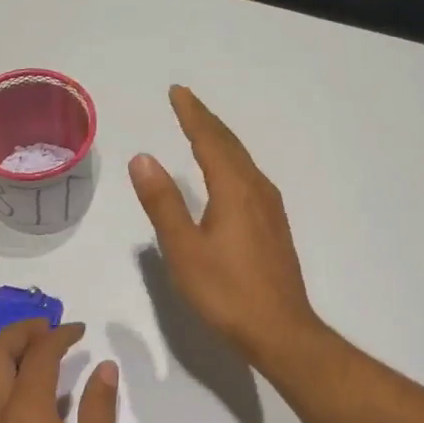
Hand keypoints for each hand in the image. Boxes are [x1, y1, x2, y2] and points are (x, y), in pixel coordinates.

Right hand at [129, 86, 327, 373]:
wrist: (280, 330)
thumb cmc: (226, 292)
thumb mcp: (184, 249)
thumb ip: (163, 202)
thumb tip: (143, 158)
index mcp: (234, 189)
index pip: (209, 140)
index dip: (192, 114)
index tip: (177, 92)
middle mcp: (257, 190)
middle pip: (230, 145)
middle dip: (206, 121)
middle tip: (186, 102)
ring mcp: (271, 209)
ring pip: (243, 162)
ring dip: (221, 141)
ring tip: (202, 130)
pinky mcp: (275, 227)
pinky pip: (250, 179)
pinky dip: (232, 163)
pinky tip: (228, 176)